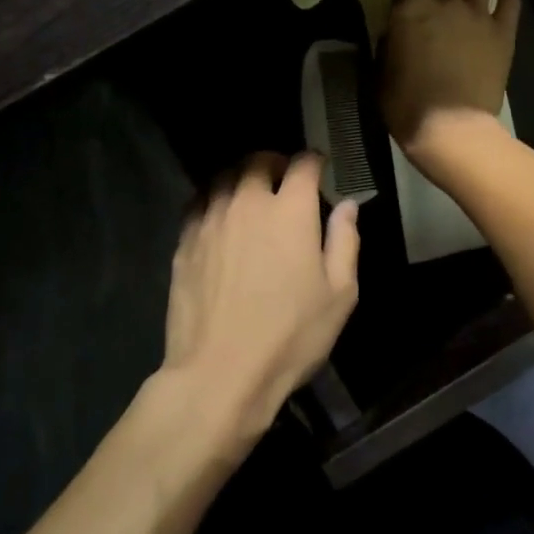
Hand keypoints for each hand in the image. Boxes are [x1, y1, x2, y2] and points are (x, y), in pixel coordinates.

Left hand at [162, 153, 359, 451]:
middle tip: (284, 180)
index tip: (320, 168)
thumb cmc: (290, 336)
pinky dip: (215, 198)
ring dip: (242, 177)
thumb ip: (345, 241)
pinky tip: (221, 218)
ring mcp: (211, 220)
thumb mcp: (339, 295)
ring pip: (224, 177)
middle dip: (275, 162)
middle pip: (258, 160)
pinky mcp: (184, 240)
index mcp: (291, 211)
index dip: (315, 161)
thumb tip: (348, 205)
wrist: (219, 373)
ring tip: (251, 195)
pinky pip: (200, 202)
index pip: (303, 164)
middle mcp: (248, 203)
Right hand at [381, 0, 520, 156]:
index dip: (403, 6)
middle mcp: (443, 1)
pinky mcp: (502, 31)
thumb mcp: (381, 73)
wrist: (450, 127)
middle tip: (437, 9)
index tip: (403, 20)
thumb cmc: (406, 105)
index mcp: (408, 8)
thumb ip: (388, 46)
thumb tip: (394, 36)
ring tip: (469, 1)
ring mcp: (476, 13)